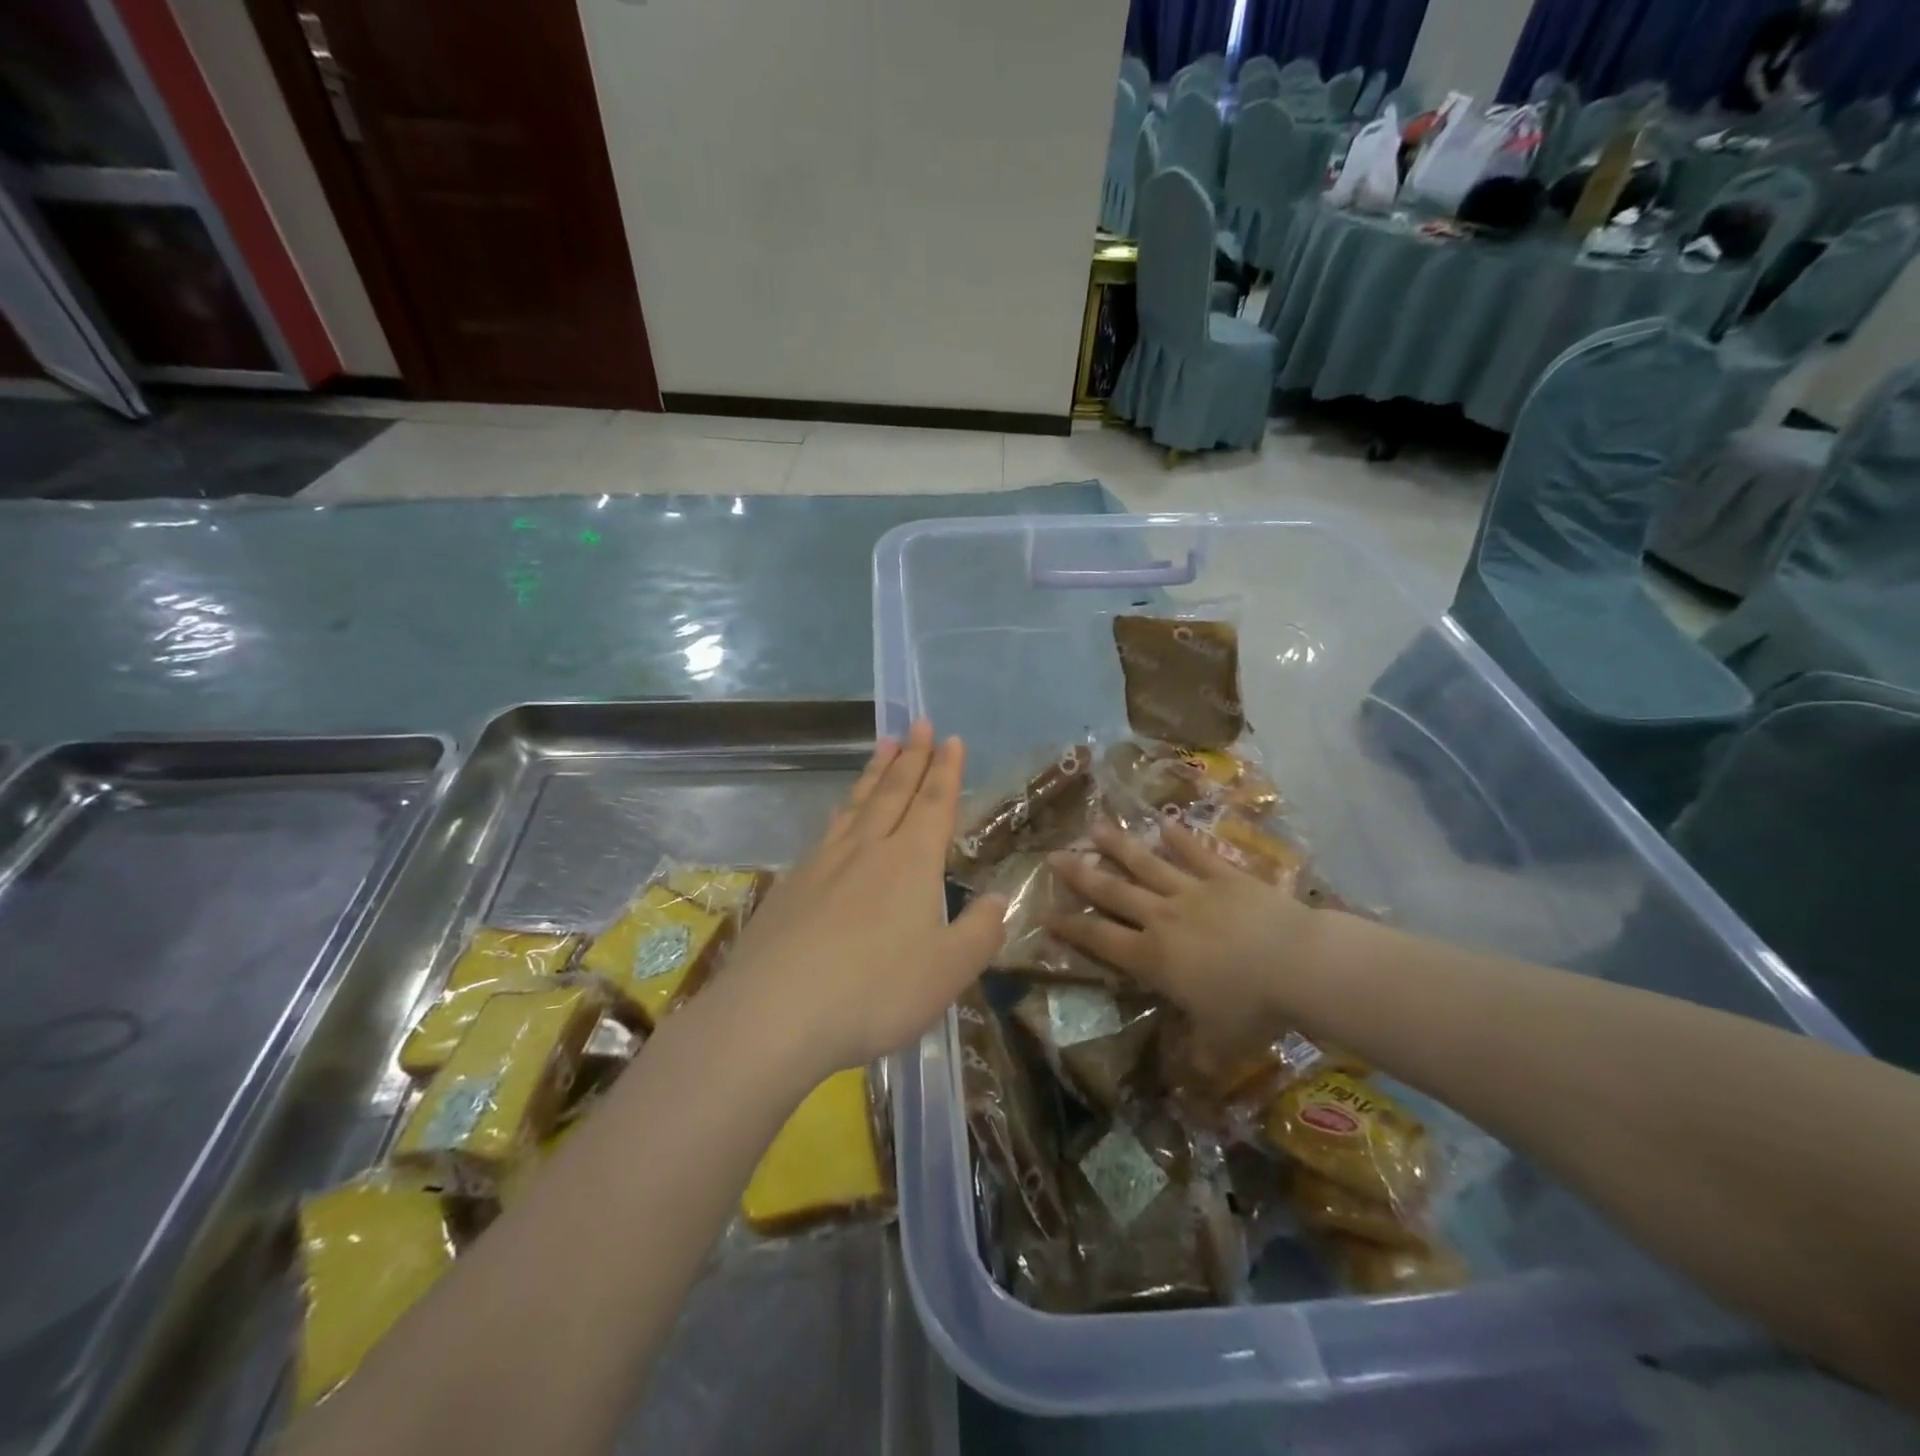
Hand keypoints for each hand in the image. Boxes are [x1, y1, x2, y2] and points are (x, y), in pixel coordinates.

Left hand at [715, 721, 1006, 1079]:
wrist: (773, 1014)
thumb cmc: (874, 993)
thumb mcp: (948, 973)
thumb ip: (980, 933)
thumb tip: (999, 899)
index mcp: (911, 863)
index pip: (934, 804)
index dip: (945, 771)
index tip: (951, 738)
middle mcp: (867, 850)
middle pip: (894, 792)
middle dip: (911, 756)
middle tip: (917, 723)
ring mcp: (823, 864)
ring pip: (857, 805)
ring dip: (875, 773)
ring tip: (883, 746)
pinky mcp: (791, 885)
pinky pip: (826, 831)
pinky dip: (842, 811)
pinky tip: (838, 815)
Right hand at [1046, 819, 1318, 1040]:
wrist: (1298, 965)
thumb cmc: (1253, 1009)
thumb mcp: (1221, 1045)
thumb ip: (1199, 1059)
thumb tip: (1189, 1087)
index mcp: (1153, 958)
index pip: (1101, 940)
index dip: (1071, 928)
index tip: (1046, 914)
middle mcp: (1163, 918)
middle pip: (1114, 892)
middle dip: (1081, 875)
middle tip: (1054, 856)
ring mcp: (1193, 892)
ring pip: (1147, 865)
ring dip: (1119, 846)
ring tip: (1095, 827)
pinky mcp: (1225, 877)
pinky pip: (1197, 855)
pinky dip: (1180, 840)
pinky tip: (1165, 824)